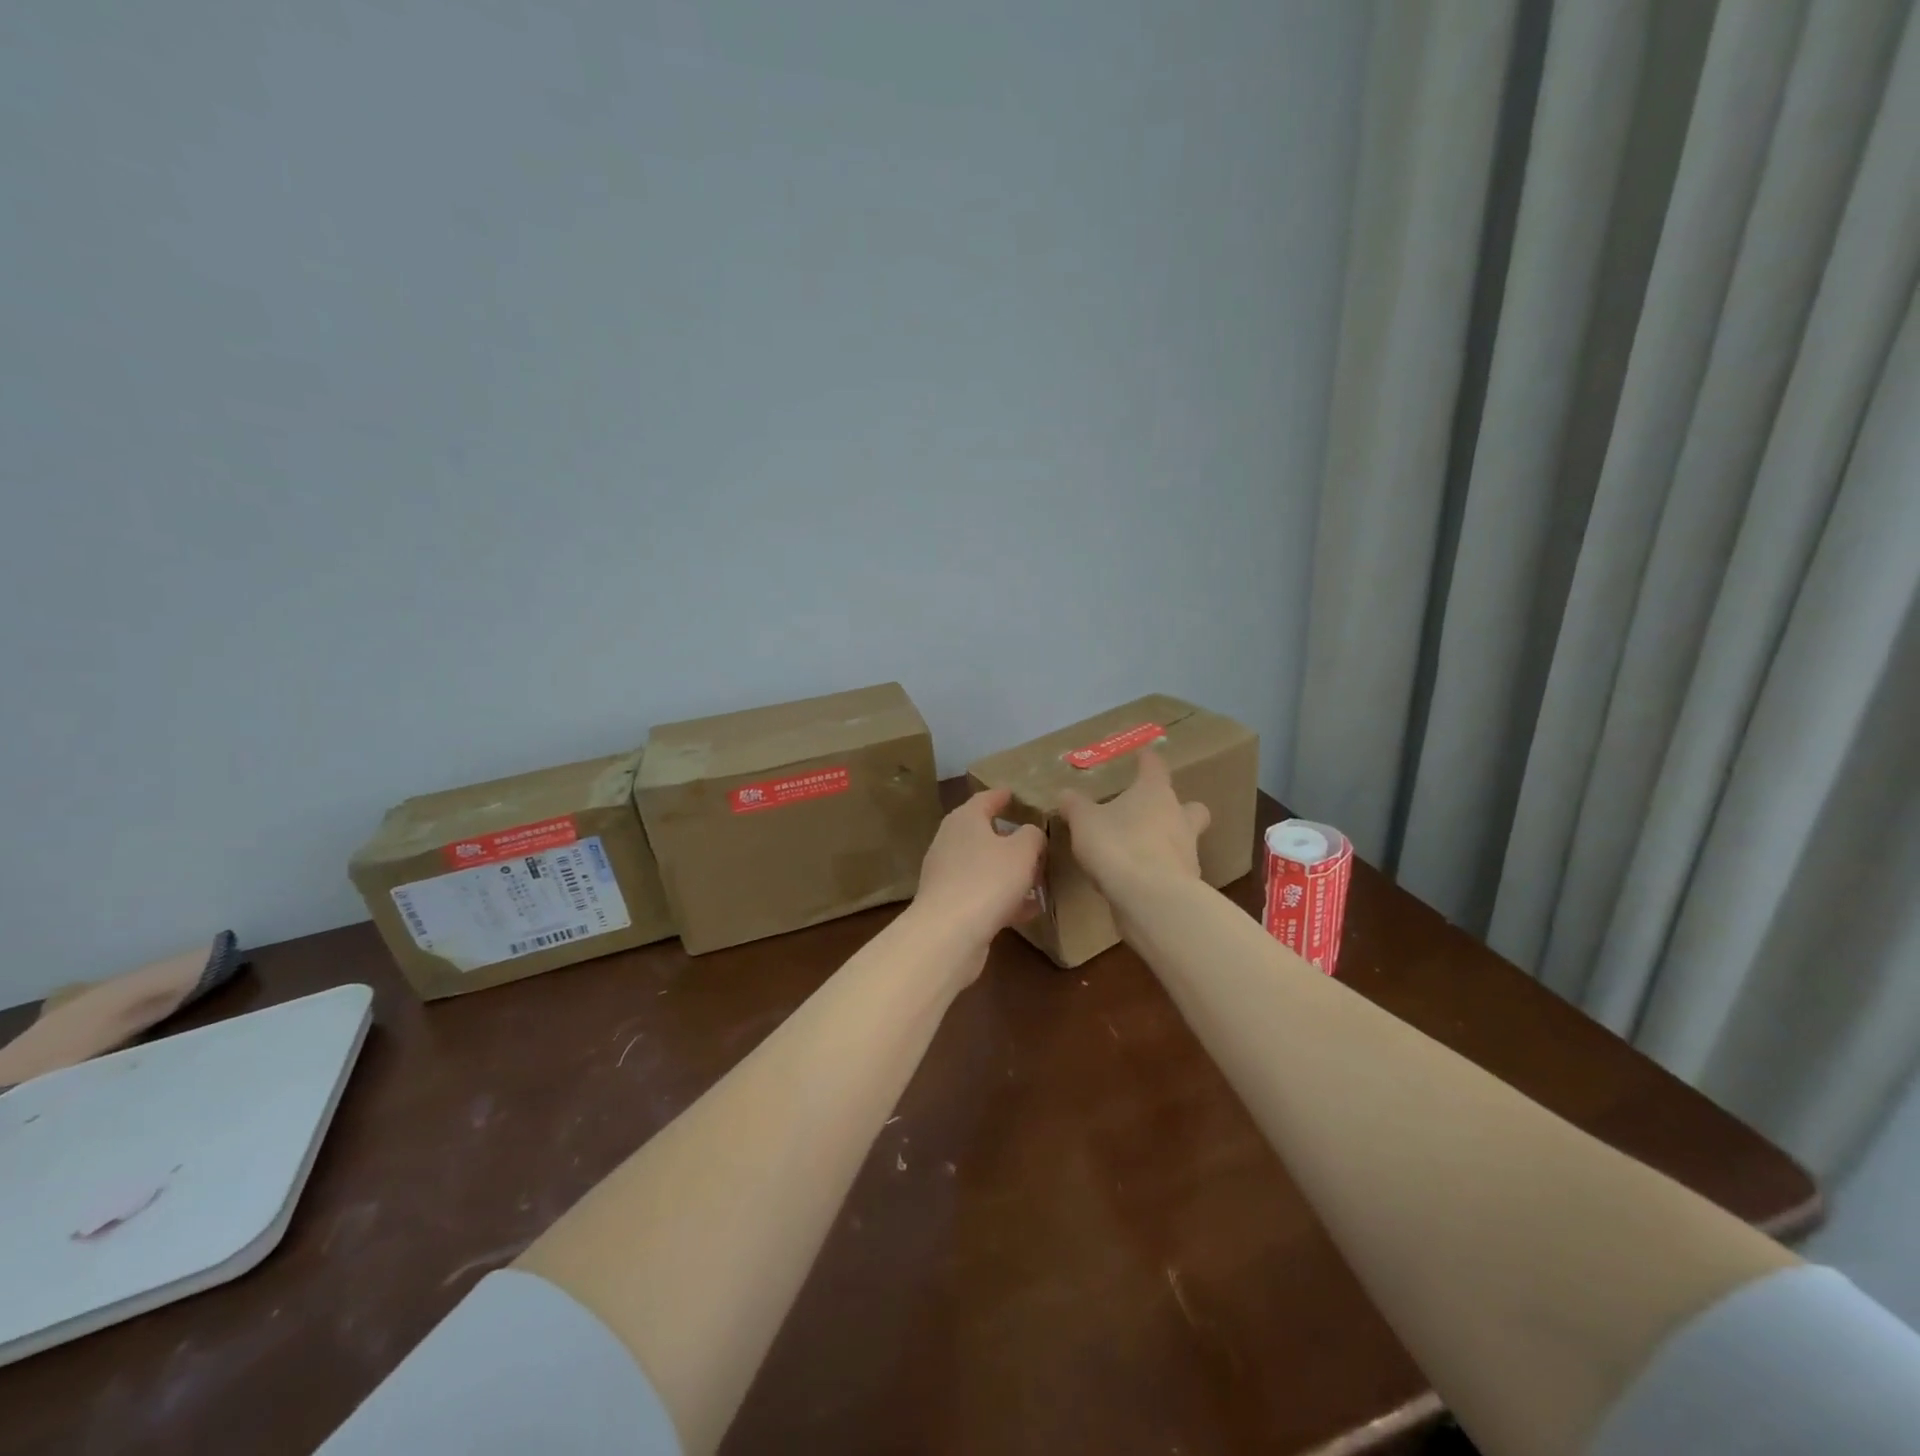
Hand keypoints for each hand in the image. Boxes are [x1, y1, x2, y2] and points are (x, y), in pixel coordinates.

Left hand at [912, 788, 1046, 952]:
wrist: (948, 933)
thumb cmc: (988, 880)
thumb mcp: (1022, 851)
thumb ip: (1032, 836)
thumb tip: (1030, 833)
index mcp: (965, 819)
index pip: (985, 799)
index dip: (1003, 796)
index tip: (1016, 795)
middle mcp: (951, 842)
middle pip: (983, 833)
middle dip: (1010, 838)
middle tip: (1035, 841)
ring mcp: (947, 874)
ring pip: (984, 866)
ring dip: (1009, 872)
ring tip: (1038, 878)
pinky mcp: (949, 904)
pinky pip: (982, 893)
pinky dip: (1004, 898)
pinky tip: (1028, 910)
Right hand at [1057, 750, 1209, 899]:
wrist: (1152, 898)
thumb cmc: (1118, 845)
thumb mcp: (1084, 822)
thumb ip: (1075, 806)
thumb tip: (1066, 794)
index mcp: (1155, 793)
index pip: (1154, 767)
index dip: (1147, 759)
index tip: (1142, 754)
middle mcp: (1179, 817)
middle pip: (1189, 805)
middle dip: (1177, 807)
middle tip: (1154, 813)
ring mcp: (1188, 851)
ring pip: (1185, 839)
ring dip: (1167, 842)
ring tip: (1139, 851)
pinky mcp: (1187, 883)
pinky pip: (1174, 869)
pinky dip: (1160, 871)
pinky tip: (1138, 880)